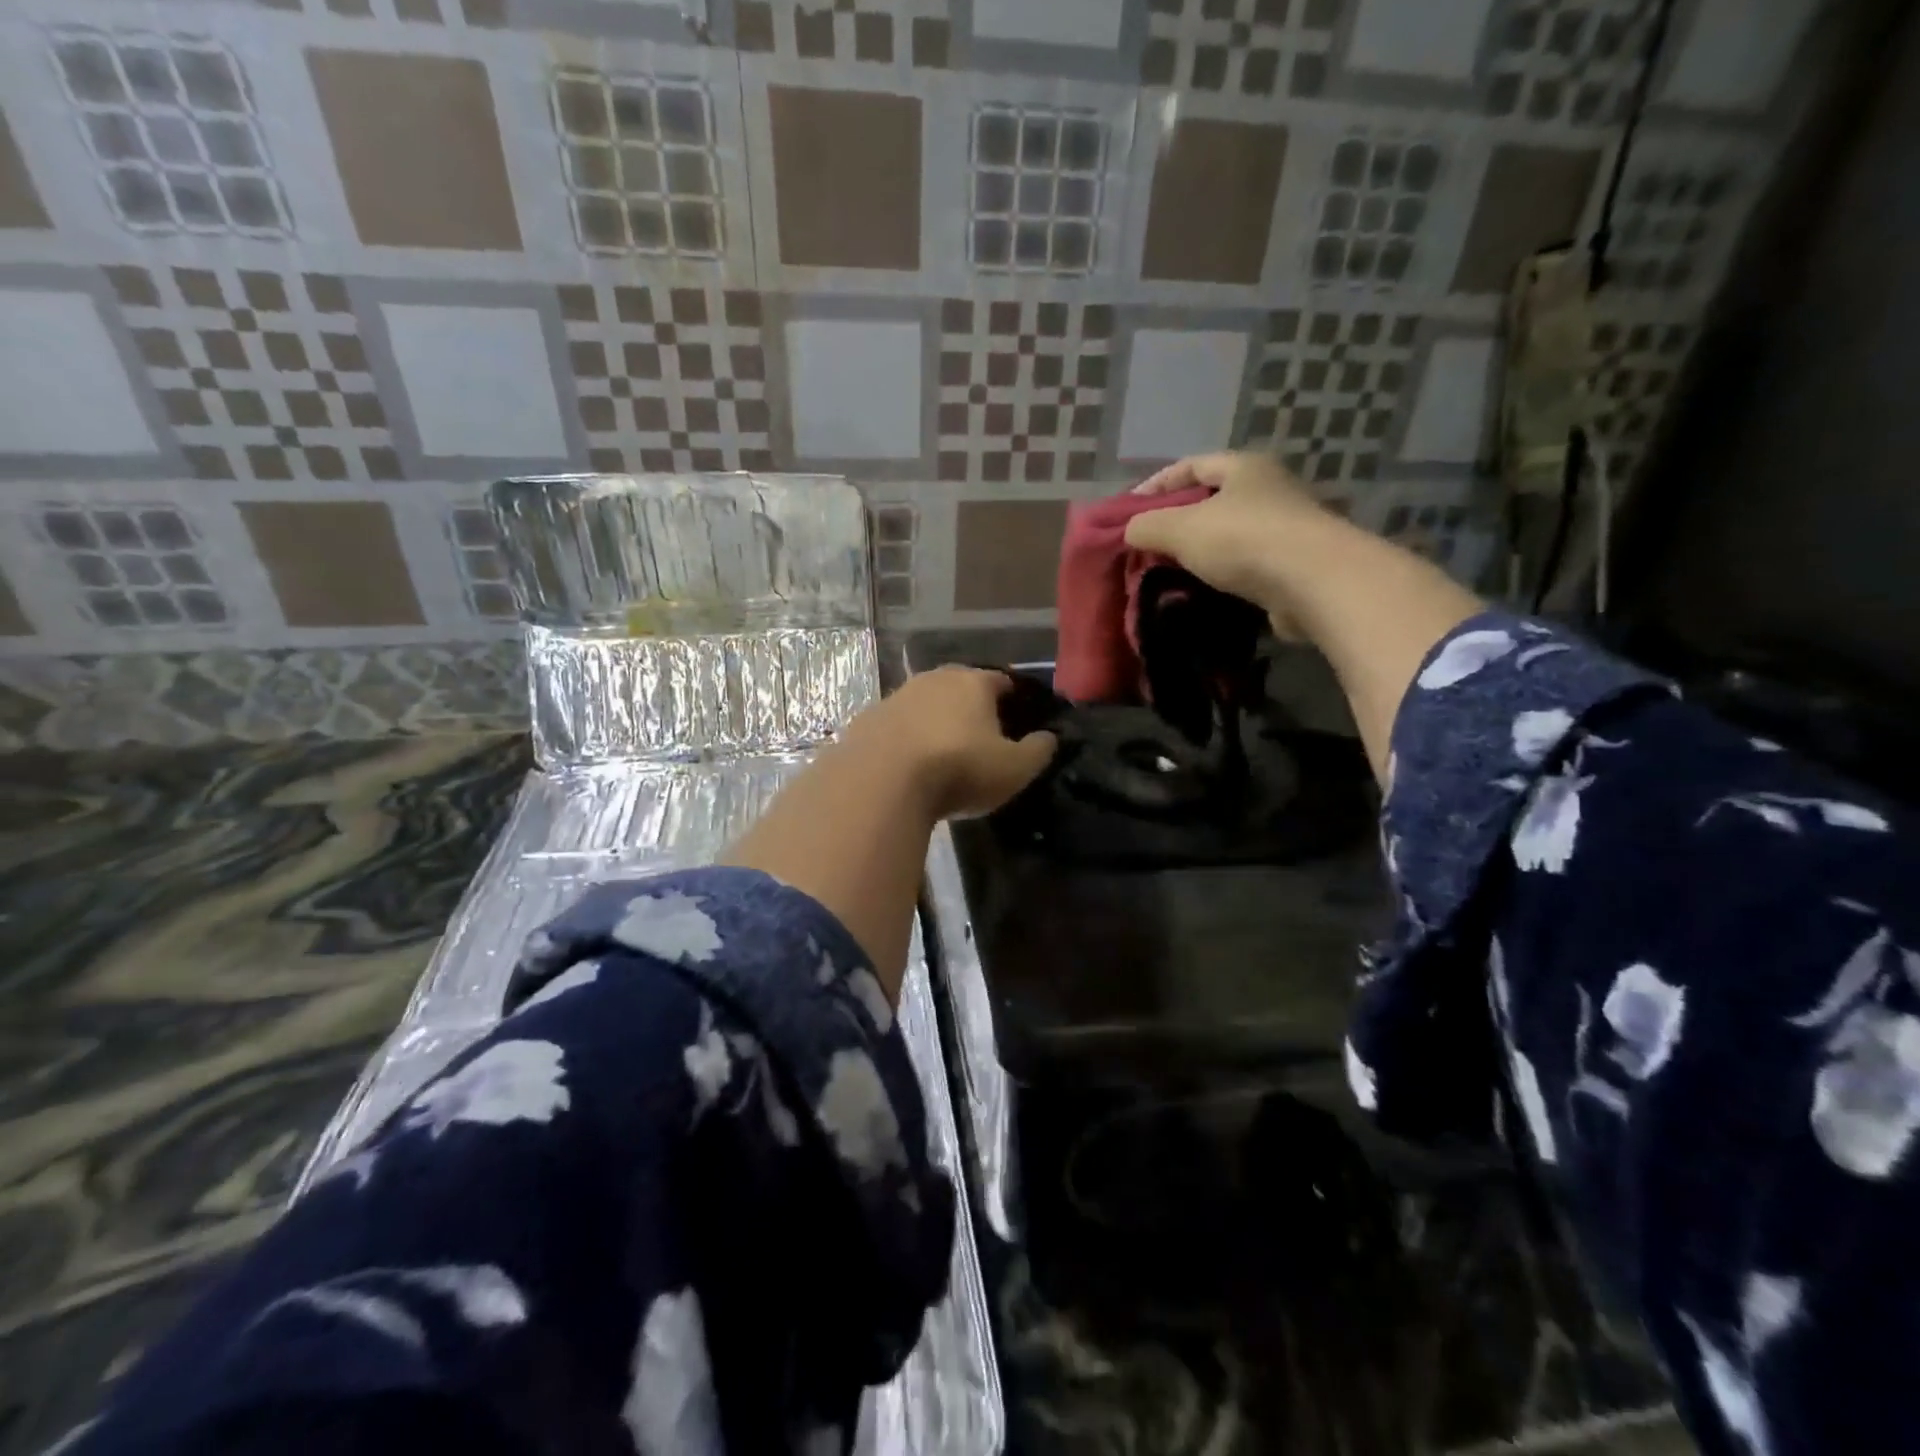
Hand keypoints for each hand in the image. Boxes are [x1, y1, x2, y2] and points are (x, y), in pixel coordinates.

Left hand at [843, 667, 1057, 820]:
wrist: (882, 781)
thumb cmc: (959, 769)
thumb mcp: (1014, 768)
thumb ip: (1038, 750)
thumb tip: (1050, 737)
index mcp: (973, 683)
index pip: (1001, 681)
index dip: (1012, 698)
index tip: (1017, 719)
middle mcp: (934, 679)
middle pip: (960, 687)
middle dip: (971, 707)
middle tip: (980, 736)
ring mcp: (896, 697)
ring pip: (924, 704)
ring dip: (935, 721)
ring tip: (942, 752)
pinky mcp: (866, 720)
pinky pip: (896, 726)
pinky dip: (905, 739)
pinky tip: (908, 764)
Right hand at [1122, 452, 1333, 618]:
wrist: (1316, 583)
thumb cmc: (1245, 541)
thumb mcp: (1181, 529)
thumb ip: (1147, 526)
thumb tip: (1130, 530)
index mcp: (1245, 467)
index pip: (1190, 465)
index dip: (1156, 484)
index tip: (1129, 511)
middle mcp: (1270, 488)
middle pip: (1212, 499)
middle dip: (1177, 520)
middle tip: (1148, 543)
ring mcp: (1286, 526)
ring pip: (1230, 533)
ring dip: (1200, 550)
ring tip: (1169, 571)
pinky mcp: (1294, 564)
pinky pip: (1247, 563)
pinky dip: (1222, 574)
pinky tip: (1202, 591)